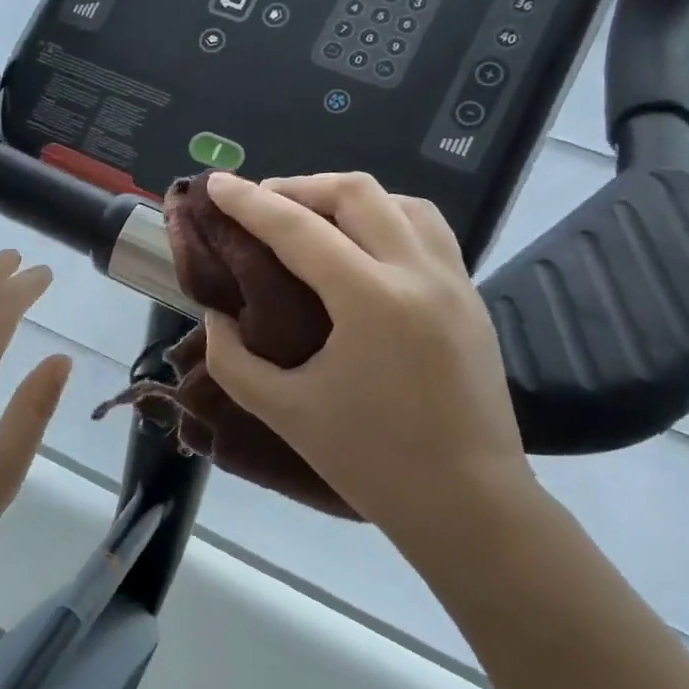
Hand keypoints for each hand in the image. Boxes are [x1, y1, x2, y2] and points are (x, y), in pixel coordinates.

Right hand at [199, 172, 530, 548]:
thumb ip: (233, 360)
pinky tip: (362, 247)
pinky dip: (387, 218)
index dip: (249, 203)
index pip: (298, 229)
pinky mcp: (471, 298)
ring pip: (402, 202)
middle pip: (357, 193)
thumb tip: (217, 318)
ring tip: (312, 218)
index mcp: (371, 301)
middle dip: (300, 187)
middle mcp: (418, 274)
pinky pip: (428, 230)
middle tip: (260, 205)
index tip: (216, 184)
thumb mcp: (284, 412)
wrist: (468, 504)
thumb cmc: (372, 462)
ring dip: (349, 198)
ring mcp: (454, 282)